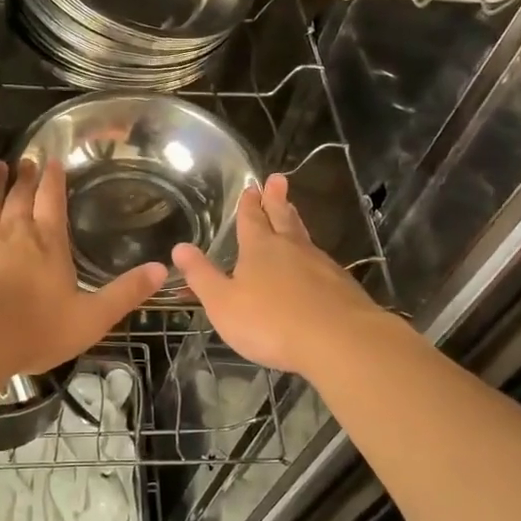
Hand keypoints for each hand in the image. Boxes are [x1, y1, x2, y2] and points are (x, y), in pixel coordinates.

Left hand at [0, 158, 165, 383]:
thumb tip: (163, 269)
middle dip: (26, 177)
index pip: (52, 200)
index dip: (53, 179)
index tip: (52, 160)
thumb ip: (125, 293)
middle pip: (21, 196)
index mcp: (48, 242)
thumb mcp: (91, 318)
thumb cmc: (34, 328)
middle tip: (26, 159)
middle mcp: (15, 232)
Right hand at [173, 173, 387, 376]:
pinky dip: (312, 255)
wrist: (338, 340)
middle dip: (277, 199)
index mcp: (260, 249)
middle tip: (278, 179)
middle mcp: (291, 248)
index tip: (252, 186)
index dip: (249, 203)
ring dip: (295, 222)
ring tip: (292, 211)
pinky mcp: (341, 285)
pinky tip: (314, 263)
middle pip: (282, 217)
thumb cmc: (271, 322)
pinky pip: (321, 261)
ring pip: (304, 237)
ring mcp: (320, 265)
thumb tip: (180, 247)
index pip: (252, 219)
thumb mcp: (223, 303)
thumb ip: (202, 276)